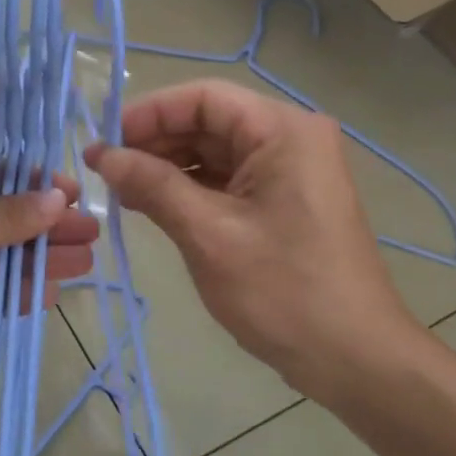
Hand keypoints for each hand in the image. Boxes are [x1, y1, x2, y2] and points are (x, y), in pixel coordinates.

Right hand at [85, 80, 430, 400]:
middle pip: (209, 122)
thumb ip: (152, 185)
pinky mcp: (284, 202)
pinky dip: (190, 190)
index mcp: (283, 131)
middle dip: (154, 143)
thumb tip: (101, 154)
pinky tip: (152, 206)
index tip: (103, 141)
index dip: (148, 113)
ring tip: (120, 192)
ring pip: (215, 153)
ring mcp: (290, 172)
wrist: (353, 358)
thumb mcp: (208, 234)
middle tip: (104, 171)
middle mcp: (290, 139)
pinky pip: (228, 181)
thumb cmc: (282, 291)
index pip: (203, 98)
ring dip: (167, 168)